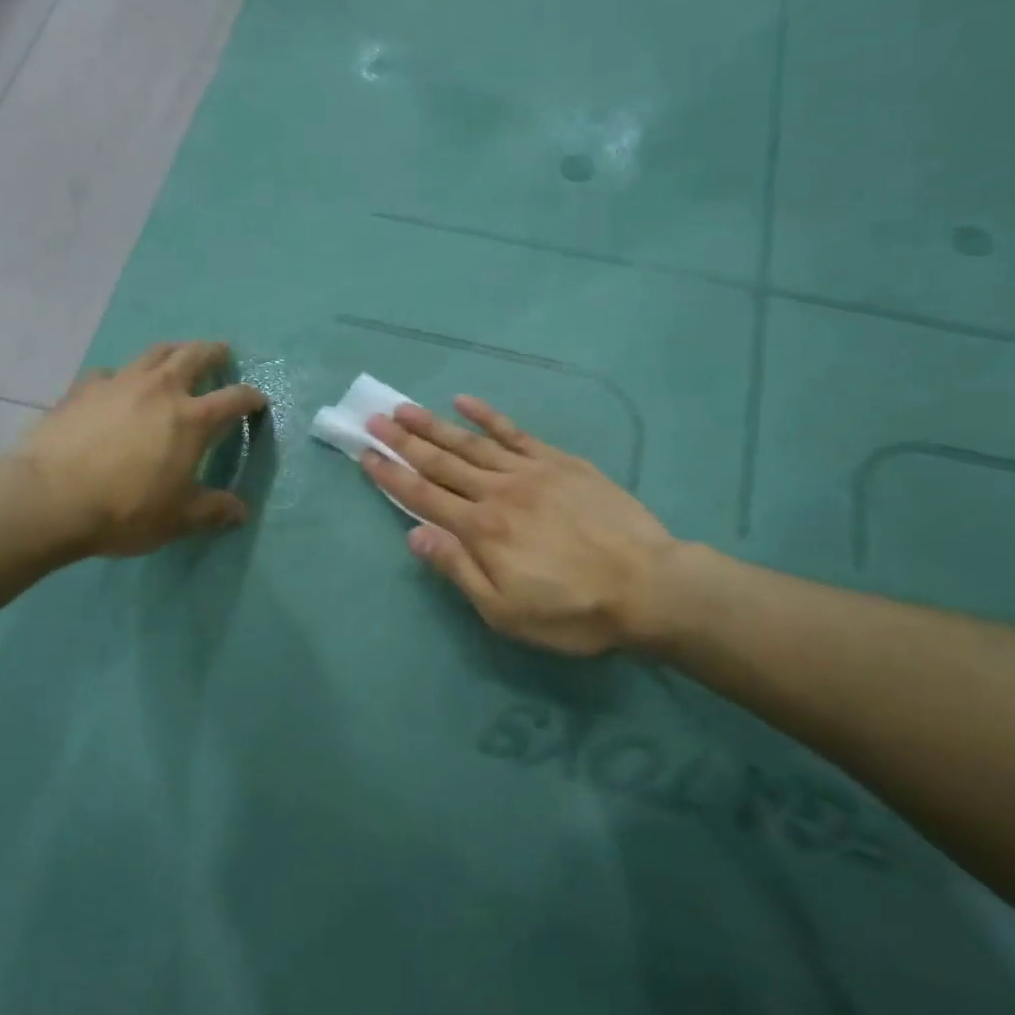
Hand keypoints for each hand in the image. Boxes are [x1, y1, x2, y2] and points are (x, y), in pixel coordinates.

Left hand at [11, 342, 265, 558]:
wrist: (49, 499)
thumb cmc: (124, 510)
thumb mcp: (177, 519)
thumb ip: (212, 511)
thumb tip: (241, 512)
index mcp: (192, 419)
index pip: (234, 398)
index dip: (251, 398)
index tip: (258, 401)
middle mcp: (161, 390)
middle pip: (195, 356)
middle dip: (214, 353)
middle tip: (222, 354)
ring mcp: (120, 383)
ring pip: (154, 352)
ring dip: (173, 351)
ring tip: (177, 356)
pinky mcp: (83, 388)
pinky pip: (110, 373)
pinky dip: (122, 376)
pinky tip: (117, 388)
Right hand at [363, 397, 683, 656]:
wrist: (649, 586)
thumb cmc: (573, 610)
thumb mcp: (505, 612)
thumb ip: (458, 570)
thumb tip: (414, 535)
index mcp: (480, 530)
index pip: (423, 496)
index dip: (391, 475)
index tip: (366, 454)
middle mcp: (496, 492)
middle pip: (440, 462)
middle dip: (403, 441)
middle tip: (373, 419)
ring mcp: (530, 471)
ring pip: (471, 443)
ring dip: (434, 425)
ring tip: (405, 408)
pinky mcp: (560, 462)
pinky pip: (515, 433)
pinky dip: (488, 416)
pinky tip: (465, 402)